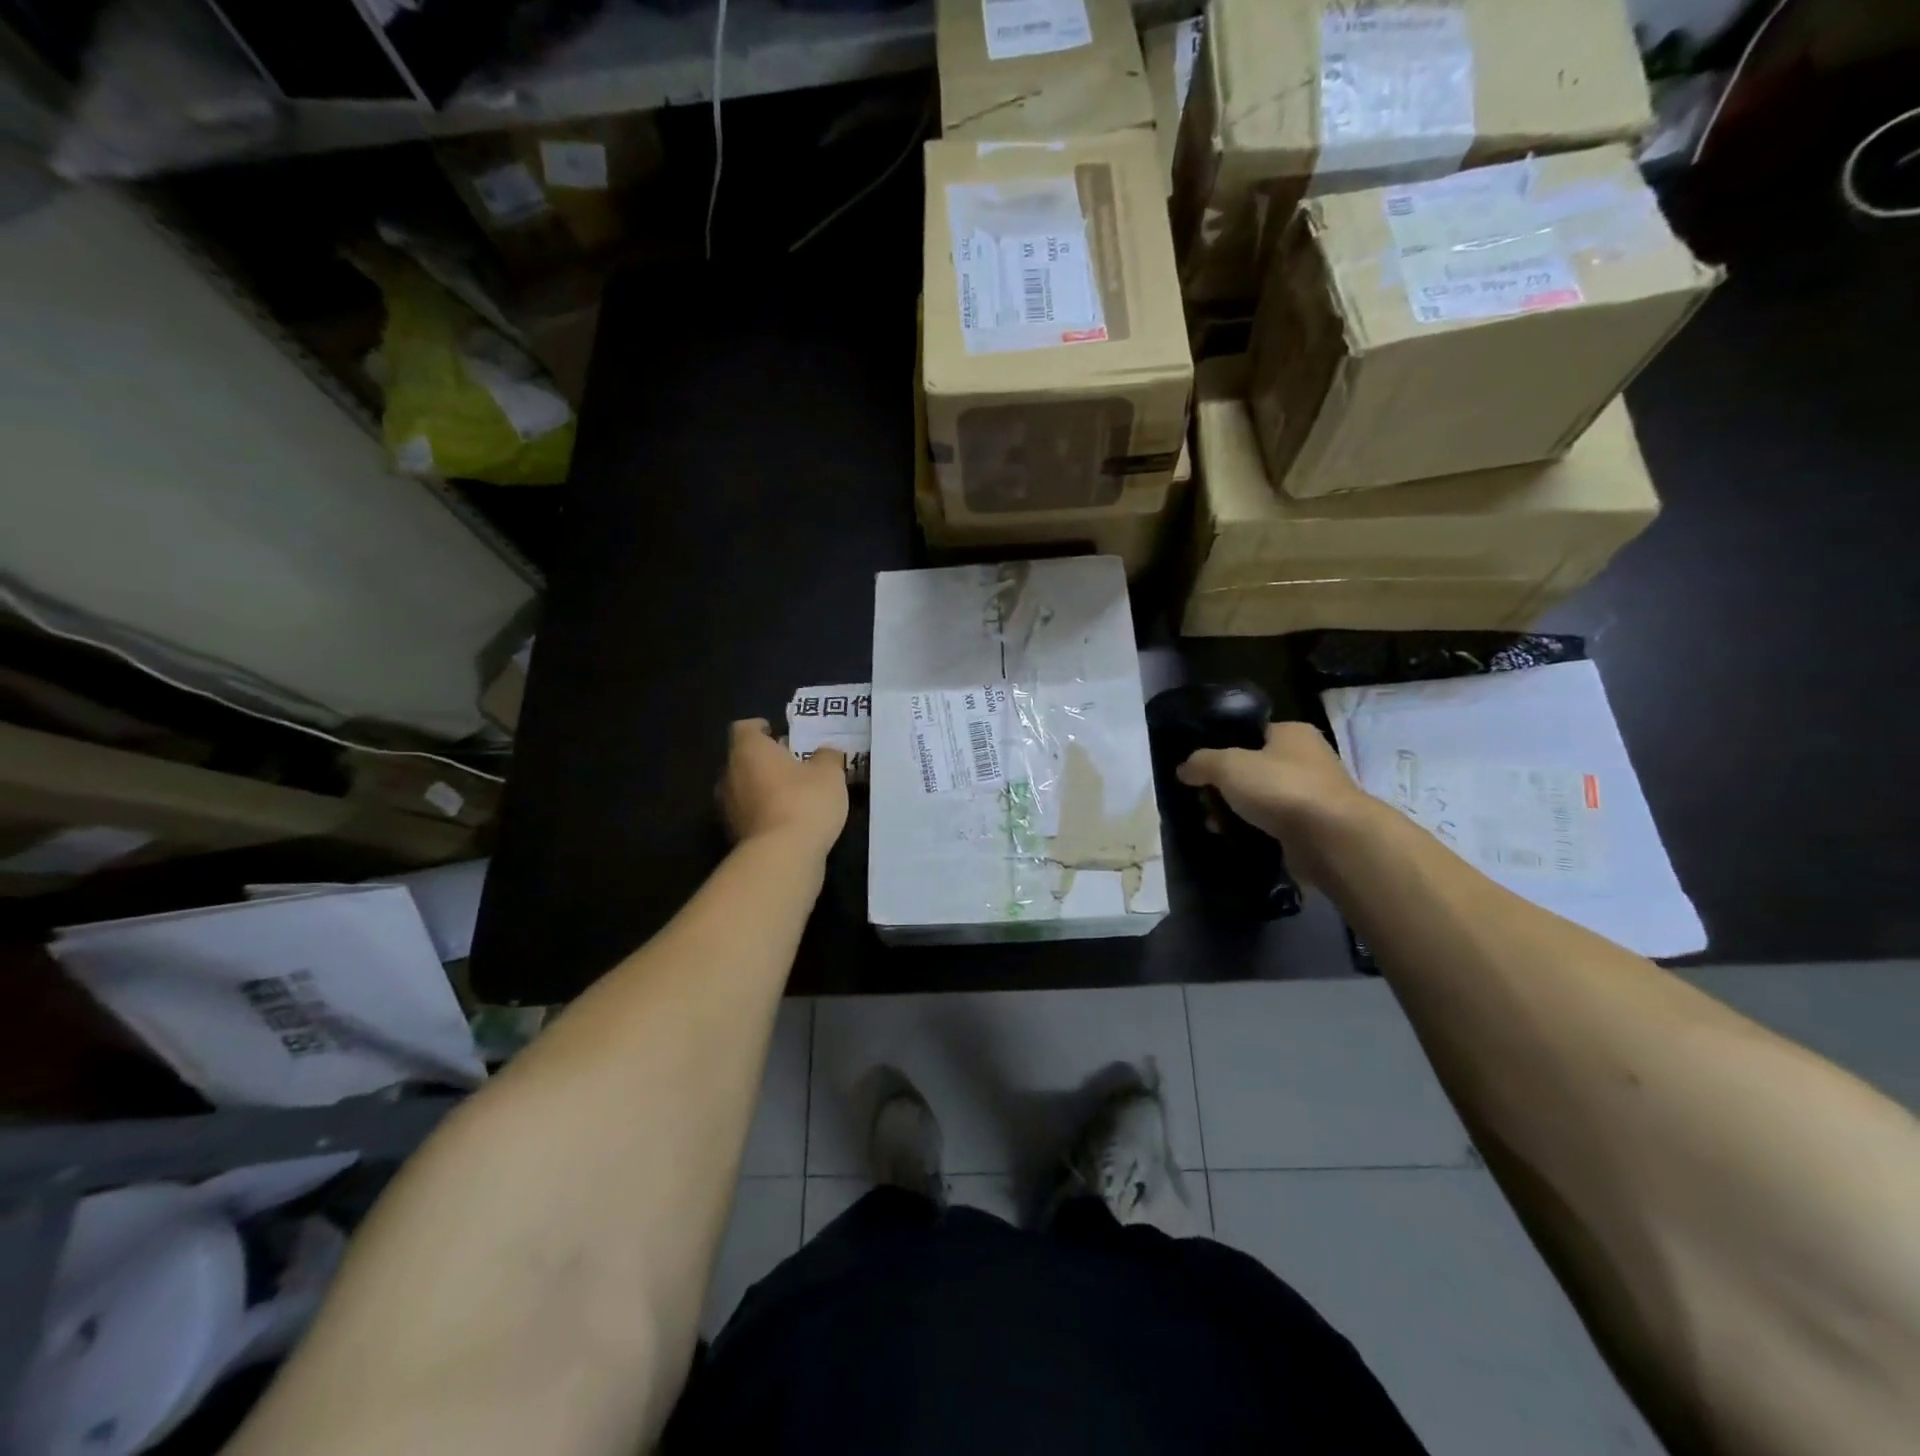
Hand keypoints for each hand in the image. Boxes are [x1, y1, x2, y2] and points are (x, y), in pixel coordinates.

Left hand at [718, 719, 847, 854]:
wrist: (782, 856)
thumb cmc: (804, 801)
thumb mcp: (829, 773)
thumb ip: (827, 756)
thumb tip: (825, 753)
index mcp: (748, 750)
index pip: (744, 728)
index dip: (760, 728)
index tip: (778, 732)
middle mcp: (729, 774)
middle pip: (742, 759)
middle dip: (764, 760)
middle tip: (791, 764)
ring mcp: (727, 807)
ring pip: (743, 788)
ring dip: (762, 788)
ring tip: (791, 794)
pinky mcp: (732, 834)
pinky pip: (748, 813)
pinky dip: (763, 812)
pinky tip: (786, 820)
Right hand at [1176, 721, 1378, 882]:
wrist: (1330, 839)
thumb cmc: (1280, 788)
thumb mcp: (1228, 765)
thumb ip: (1201, 762)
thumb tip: (1184, 769)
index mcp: (1292, 733)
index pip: (1250, 733)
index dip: (1222, 748)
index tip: (1199, 769)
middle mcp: (1306, 759)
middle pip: (1251, 769)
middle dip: (1223, 787)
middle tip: (1203, 802)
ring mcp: (1311, 796)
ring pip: (1260, 800)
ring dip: (1234, 812)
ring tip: (1214, 826)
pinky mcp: (1311, 828)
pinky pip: (1271, 826)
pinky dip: (1252, 832)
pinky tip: (1234, 839)